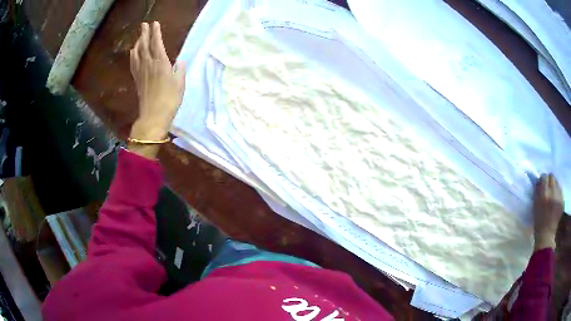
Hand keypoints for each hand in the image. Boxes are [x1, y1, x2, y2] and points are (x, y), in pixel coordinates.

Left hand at [128, 22, 185, 157]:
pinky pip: (133, 63)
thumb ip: (180, 70)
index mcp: (161, 63)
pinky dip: (133, 55)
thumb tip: (180, 63)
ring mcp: (141, 72)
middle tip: (144, 24)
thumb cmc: (169, 100)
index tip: (155, 23)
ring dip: (138, 43)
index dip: (156, 32)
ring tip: (139, 36)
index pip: (157, 43)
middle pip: (144, 45)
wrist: (153, 116)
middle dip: (144, 34)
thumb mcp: (180, 84)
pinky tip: (133, 52)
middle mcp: (149, 64)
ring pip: (137, 53)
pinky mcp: (137, 80)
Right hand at [533, 173, 563, 250]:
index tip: (541, 185)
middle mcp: (552, 192)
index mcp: (544, 194)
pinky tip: (555, 200)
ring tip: (552, 195)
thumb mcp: (535, 207)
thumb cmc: (538, 223)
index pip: (544, 177)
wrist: (546, 236)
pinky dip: (557, 193)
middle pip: (552, 177)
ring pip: (557, 182)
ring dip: (554, 186)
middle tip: (547, 188)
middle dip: (549, 181)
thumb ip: (537, 192)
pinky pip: (560, 190)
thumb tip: (538, 182)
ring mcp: (558, 196)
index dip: (542, 180)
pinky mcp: (562, 200)